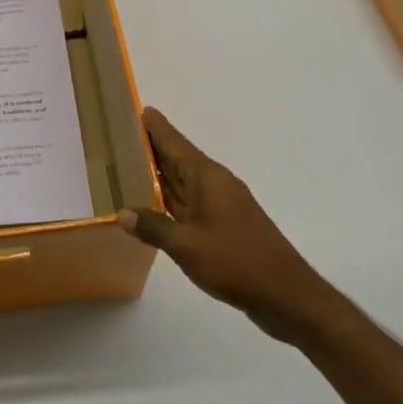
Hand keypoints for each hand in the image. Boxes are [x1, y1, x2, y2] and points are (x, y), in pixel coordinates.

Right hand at [119, 108, 325, 339]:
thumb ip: (153, 227)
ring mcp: (221, 204)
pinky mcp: (224, 224)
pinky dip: (169, 198)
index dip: (154, 126)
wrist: (286, 295)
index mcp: (207, 178)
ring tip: (125, 165)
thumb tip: (122, 213)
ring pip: (183, 181)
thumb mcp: (187, 246)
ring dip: (158, 173)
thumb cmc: (236, 262)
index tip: (133, 109)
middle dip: (150, 147)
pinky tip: (151, 204)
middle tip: (116, 137)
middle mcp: (214, 184)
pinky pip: (189, 201)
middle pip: (177, 158)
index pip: (174, 142)